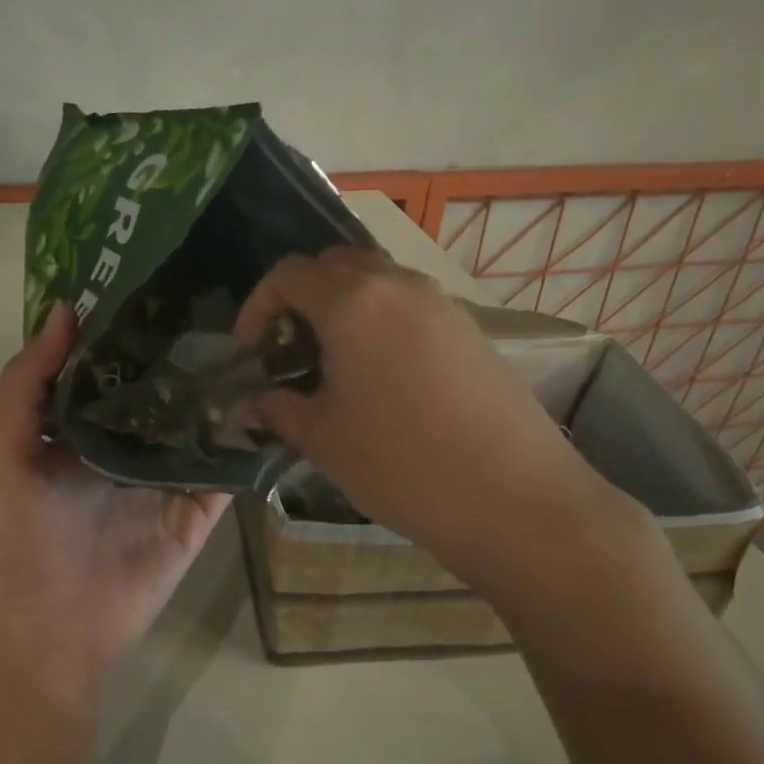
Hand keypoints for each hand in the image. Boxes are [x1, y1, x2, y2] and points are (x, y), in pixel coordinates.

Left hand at [0, 303, 229, 699]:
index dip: (129, 325)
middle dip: (184, 348)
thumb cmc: (16, 538)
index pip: (111, 364)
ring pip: (200, 420)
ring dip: (223, 386)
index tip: (161, 275)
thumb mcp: (5, 452)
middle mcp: (127, 443)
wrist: (50, 632)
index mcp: (81, 426)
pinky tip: (275, 397)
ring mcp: (167, 475)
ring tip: (259, 331)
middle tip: (225, 294)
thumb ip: (26, 382)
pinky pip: (227, 467)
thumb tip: (64, 309)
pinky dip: (248, 438)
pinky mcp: (199, 508)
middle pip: (162, 386)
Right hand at [234, 248, 635, 592]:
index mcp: (353, 301)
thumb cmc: (402, 464)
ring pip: (376, 281)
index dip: (258, 307)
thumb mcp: (324, 439)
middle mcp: (398, 284)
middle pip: (334, 265)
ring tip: (334, 366)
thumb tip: (249, 404)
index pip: (288, 274)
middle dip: (301, 299)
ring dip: (343, 308)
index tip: (250, 352)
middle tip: (290, 351)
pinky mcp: (470, 328)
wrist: (514, 498)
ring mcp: (441, 303)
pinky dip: (380, 321)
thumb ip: (277, 410)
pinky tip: (382, 377)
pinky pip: (410, 305)